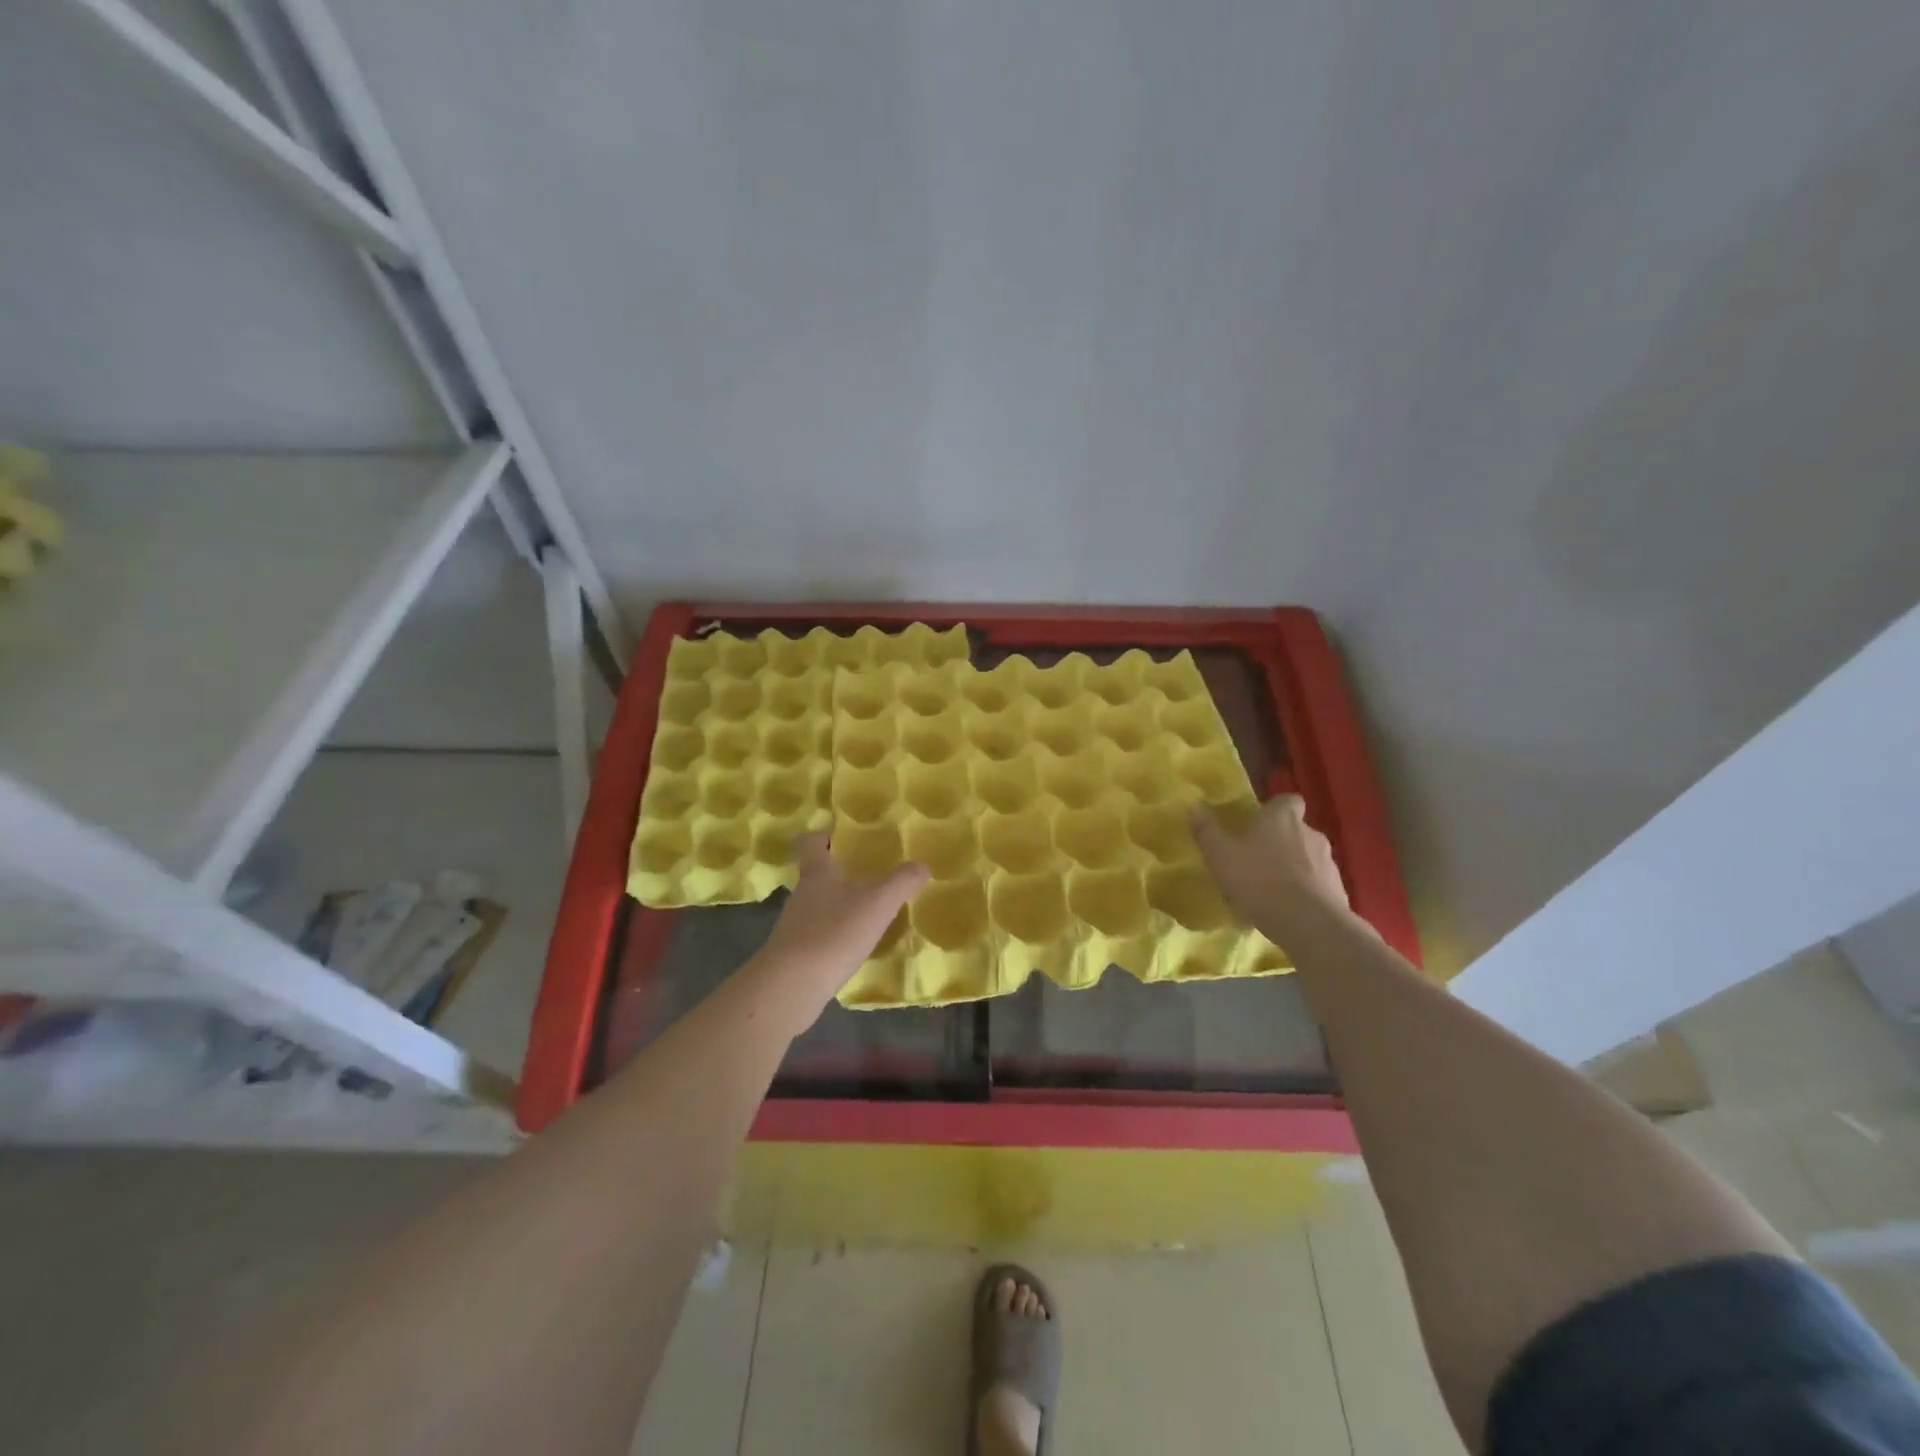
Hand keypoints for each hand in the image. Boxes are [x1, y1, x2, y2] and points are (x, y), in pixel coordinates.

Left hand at [750, 833, 928, 1022]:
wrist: (791, 986)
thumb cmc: (834, 933)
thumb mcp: (877, 904)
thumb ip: (902, 882)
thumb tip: (922, 866)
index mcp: (817, 874)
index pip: (810, 843)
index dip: (823, 836)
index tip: (840, 837)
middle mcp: (802, 895)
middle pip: (816, 875)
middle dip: (839, 873)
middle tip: (868, 876)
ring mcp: (795, 926)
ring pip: (817, 906)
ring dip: (838, 906)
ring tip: (867, 913)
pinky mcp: (795, 955)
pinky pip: (817, 936)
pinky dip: (835, 936)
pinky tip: (854, 947)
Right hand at [1191, 795, 1352, 937]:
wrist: (1308, 923)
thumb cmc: (1258, 879)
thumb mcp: (1220, 854)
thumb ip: (1206, 830)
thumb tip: (1194, 805)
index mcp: (1283, 818)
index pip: (1287, 800)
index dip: (1275, 809)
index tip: (1260, 821)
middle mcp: (1311, 833)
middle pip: (1296, 830)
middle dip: (1280, 841)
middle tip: (1257, 859)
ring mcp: (1329, 863)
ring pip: (1308, 859)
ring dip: (1293, 868)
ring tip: (1271, 890)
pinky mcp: (1339, 892)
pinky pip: (1318, 886)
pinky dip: (1305, 892)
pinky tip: (1287, 911)